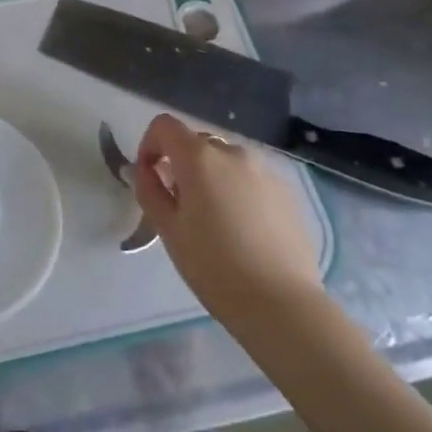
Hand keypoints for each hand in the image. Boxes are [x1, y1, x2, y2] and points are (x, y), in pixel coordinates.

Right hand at [133, 113, 323, 323]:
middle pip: (196, 142)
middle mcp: (233, 153)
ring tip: (214, 219)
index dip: (150, 145)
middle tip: (180, 204)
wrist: (282, 305)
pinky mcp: (286, 192)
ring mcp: (264, 170)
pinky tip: (243, 229)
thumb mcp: (168, 230)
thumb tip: (145, 171)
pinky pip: (250, 178)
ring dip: (211, 176)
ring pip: (225, 161)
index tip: (150, 177)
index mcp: (199, 157)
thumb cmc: (214, 267)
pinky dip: (237, 190)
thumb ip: (150, 190)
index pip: (164, 126)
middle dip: (181, 164)